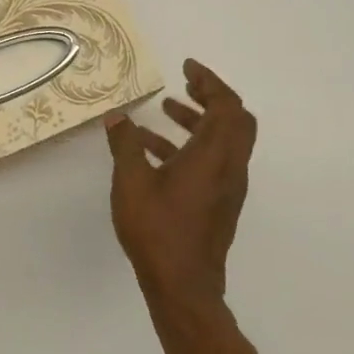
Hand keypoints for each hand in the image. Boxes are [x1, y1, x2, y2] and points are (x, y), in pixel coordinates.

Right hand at [105, 59, 257, 310]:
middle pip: (235, 120)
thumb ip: (125, 145)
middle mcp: (229, 168)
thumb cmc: (157, 230)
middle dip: (211, 96)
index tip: (187, 66)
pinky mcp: (219, 204)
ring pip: (224, 141)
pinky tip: (155, 151)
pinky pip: (213, 161)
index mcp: (214, 156)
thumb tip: (118, 117)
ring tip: (165, 109)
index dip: (210, 81)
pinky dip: (192, 144)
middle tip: (185, 83)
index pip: (227, 106)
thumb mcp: (131, 182)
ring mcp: (227, 188)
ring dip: (199, 120)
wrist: (183, 287)